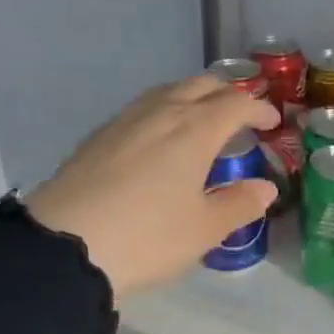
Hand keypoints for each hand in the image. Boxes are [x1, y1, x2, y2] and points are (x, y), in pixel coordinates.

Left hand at [26, 77, 278, 296]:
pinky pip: (143, 108)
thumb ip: (240, 204)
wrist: (62, 248)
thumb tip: (265, 188)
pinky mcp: (98, 136)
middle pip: (202, 85)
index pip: (236, 103)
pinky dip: (165, 111)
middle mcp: (161, 113)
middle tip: (242, 117)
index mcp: (195, 130)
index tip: (272, 125)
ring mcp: (125, 120)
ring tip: (203, 123)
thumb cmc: (147, 237)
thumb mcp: (204, 230)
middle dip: (228, 94)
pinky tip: (161, 140)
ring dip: (194, 98)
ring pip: (168, 91)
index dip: (259, 110)